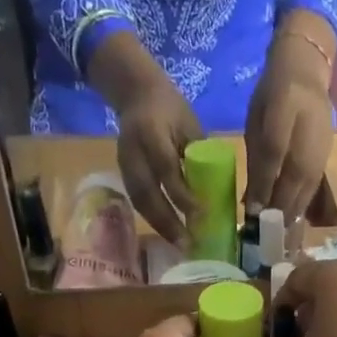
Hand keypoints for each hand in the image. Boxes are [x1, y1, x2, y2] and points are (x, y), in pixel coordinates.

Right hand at [92, 33, 203, 245]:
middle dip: (168, 221)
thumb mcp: (189, 124)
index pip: (167, 169)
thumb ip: (197, 155)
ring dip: (159, 225)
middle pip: (148, 192)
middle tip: (187, 243)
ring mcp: (124, 162)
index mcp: (152, 132)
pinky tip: (167, 232)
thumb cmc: (171, 108)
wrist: (135, 92)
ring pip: (140, 201)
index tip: (201, 215)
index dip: (182, 194)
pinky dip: (152, 218)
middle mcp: (133, 150)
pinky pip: (137, 200)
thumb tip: (213, 191)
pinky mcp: (123, 172)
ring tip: (178, 244)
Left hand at [244, 21, 335, 219]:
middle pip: (296, 173)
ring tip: (280, 232)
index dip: (264, 182)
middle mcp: (309, 125)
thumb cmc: (272, 94)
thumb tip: (251, 199)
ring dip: (293, 210)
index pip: (274, 150)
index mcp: (285, 104)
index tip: (253, 209)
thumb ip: (255, 157)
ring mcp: (323, 141)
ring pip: (308, 182)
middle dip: (280, 205)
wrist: (306, 69)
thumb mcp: (256, 118)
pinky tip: (293, 220)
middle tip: (266, 231)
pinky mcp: (329, 154)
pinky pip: (315, 183)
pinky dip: (303, 203)